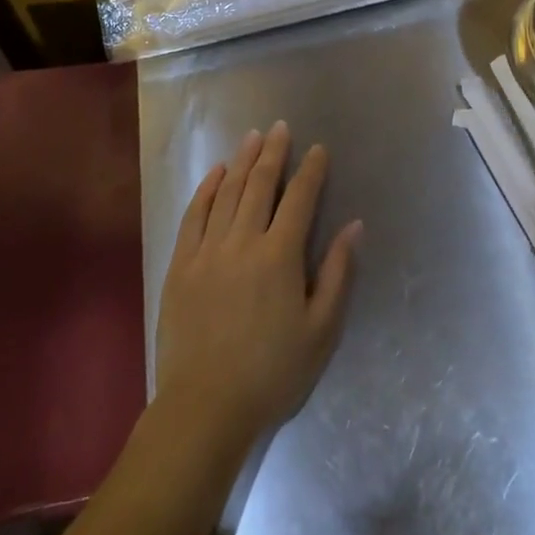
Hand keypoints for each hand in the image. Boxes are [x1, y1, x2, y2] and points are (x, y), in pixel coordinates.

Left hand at [155, 121, 361, 448]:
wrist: (205, 407)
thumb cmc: (272, 373)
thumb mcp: (321, 331)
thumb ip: (337, 273)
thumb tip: (354, 226)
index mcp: (280, 256)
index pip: (300, 199)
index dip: (311, 170)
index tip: (318, 149)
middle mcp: (243, 241)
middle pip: (260, 184)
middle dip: (273, 152)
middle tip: (280, 127)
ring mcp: (207, 250)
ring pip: (227, 192)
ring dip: (241, 161)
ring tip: (252, 137)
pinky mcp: (180, 264)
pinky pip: (194, 214)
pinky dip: (206, 189)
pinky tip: (215, 173)